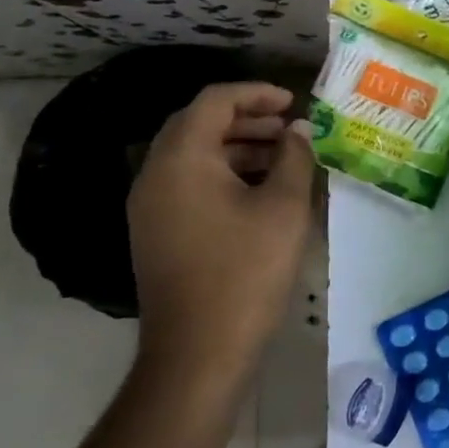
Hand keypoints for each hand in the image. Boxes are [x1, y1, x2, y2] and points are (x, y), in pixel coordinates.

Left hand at [126, 82, 315, 377]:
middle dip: (246, 118)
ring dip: (236, 146)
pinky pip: (188, 183)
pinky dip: (222, 173)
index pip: (214, 101)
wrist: (198, 353)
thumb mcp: (284, 208)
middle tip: (288, 127)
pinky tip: (258, 191)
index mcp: (181, 159)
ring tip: (281, 156)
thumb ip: (294, 158)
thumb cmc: (245, 272)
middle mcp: (155, 174)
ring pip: (193, 155)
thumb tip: (298, 131)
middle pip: (198, 124)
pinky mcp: (156, 232)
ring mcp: (150, 206)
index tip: (293, 102)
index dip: (256, 93)